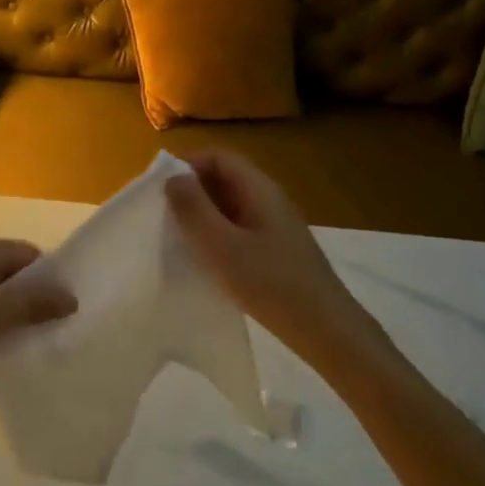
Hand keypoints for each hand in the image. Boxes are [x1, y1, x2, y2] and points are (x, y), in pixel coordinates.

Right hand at [166, 151, 399, 369]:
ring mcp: (274, 225)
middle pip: (224, 178)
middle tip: (162, 217)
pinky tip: (204, 260)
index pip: (218, 157)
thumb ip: (193, 209)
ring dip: (202, 215)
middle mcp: (269, 199)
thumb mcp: (221, 246)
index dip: (187, 165)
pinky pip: (239, 228)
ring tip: (177, 239)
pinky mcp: (276, 249)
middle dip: (191, 191)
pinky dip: (216, 235)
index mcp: (259, 189)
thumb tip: (173, 179)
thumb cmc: (269, 283)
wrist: (324, 328)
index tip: (160, 191)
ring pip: (230, 205)